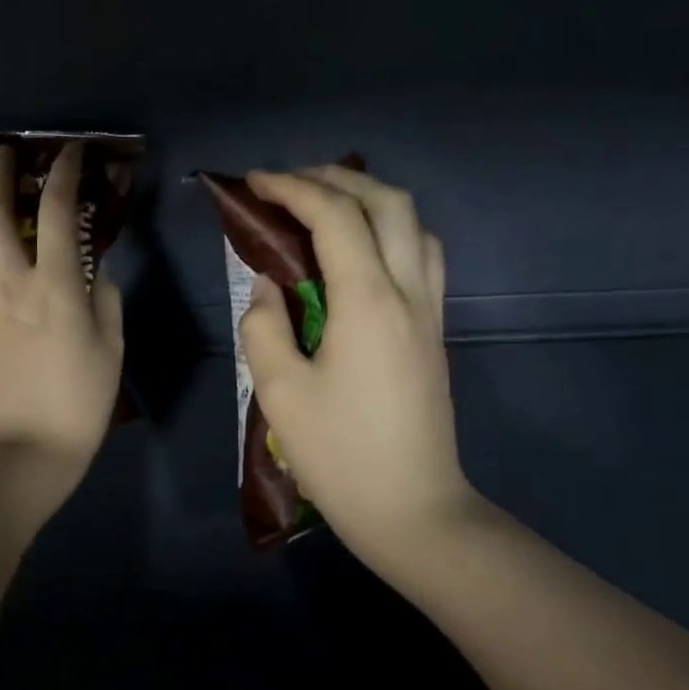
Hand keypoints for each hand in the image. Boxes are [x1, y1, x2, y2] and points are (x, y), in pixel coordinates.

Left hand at [0, 142, 123, 484]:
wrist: (29, 445)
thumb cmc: (81, 398)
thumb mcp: (112, 344)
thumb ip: (103, 295)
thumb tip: (91, 266)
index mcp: (54, 285)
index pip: (54, 209)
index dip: (62, 172)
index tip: (69, 152)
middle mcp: (10, 281)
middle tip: (10, 155)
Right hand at [239, 166, 478, 571]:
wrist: (412, 509)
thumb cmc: (340, 456)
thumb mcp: (280, 393)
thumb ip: (264, 327)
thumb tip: (268, 289)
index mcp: (368, 302)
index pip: (335, 217)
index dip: (292, 188)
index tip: (254, 182)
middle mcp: (409, 292)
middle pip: (388, 203)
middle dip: (336, 180)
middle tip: (290, 185)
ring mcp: (430, 312)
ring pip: (415, 225)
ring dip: (371, 201)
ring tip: (326, 209)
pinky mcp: (434, 333)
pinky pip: (422, 257)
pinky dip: (391, 232)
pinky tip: (360, 255)